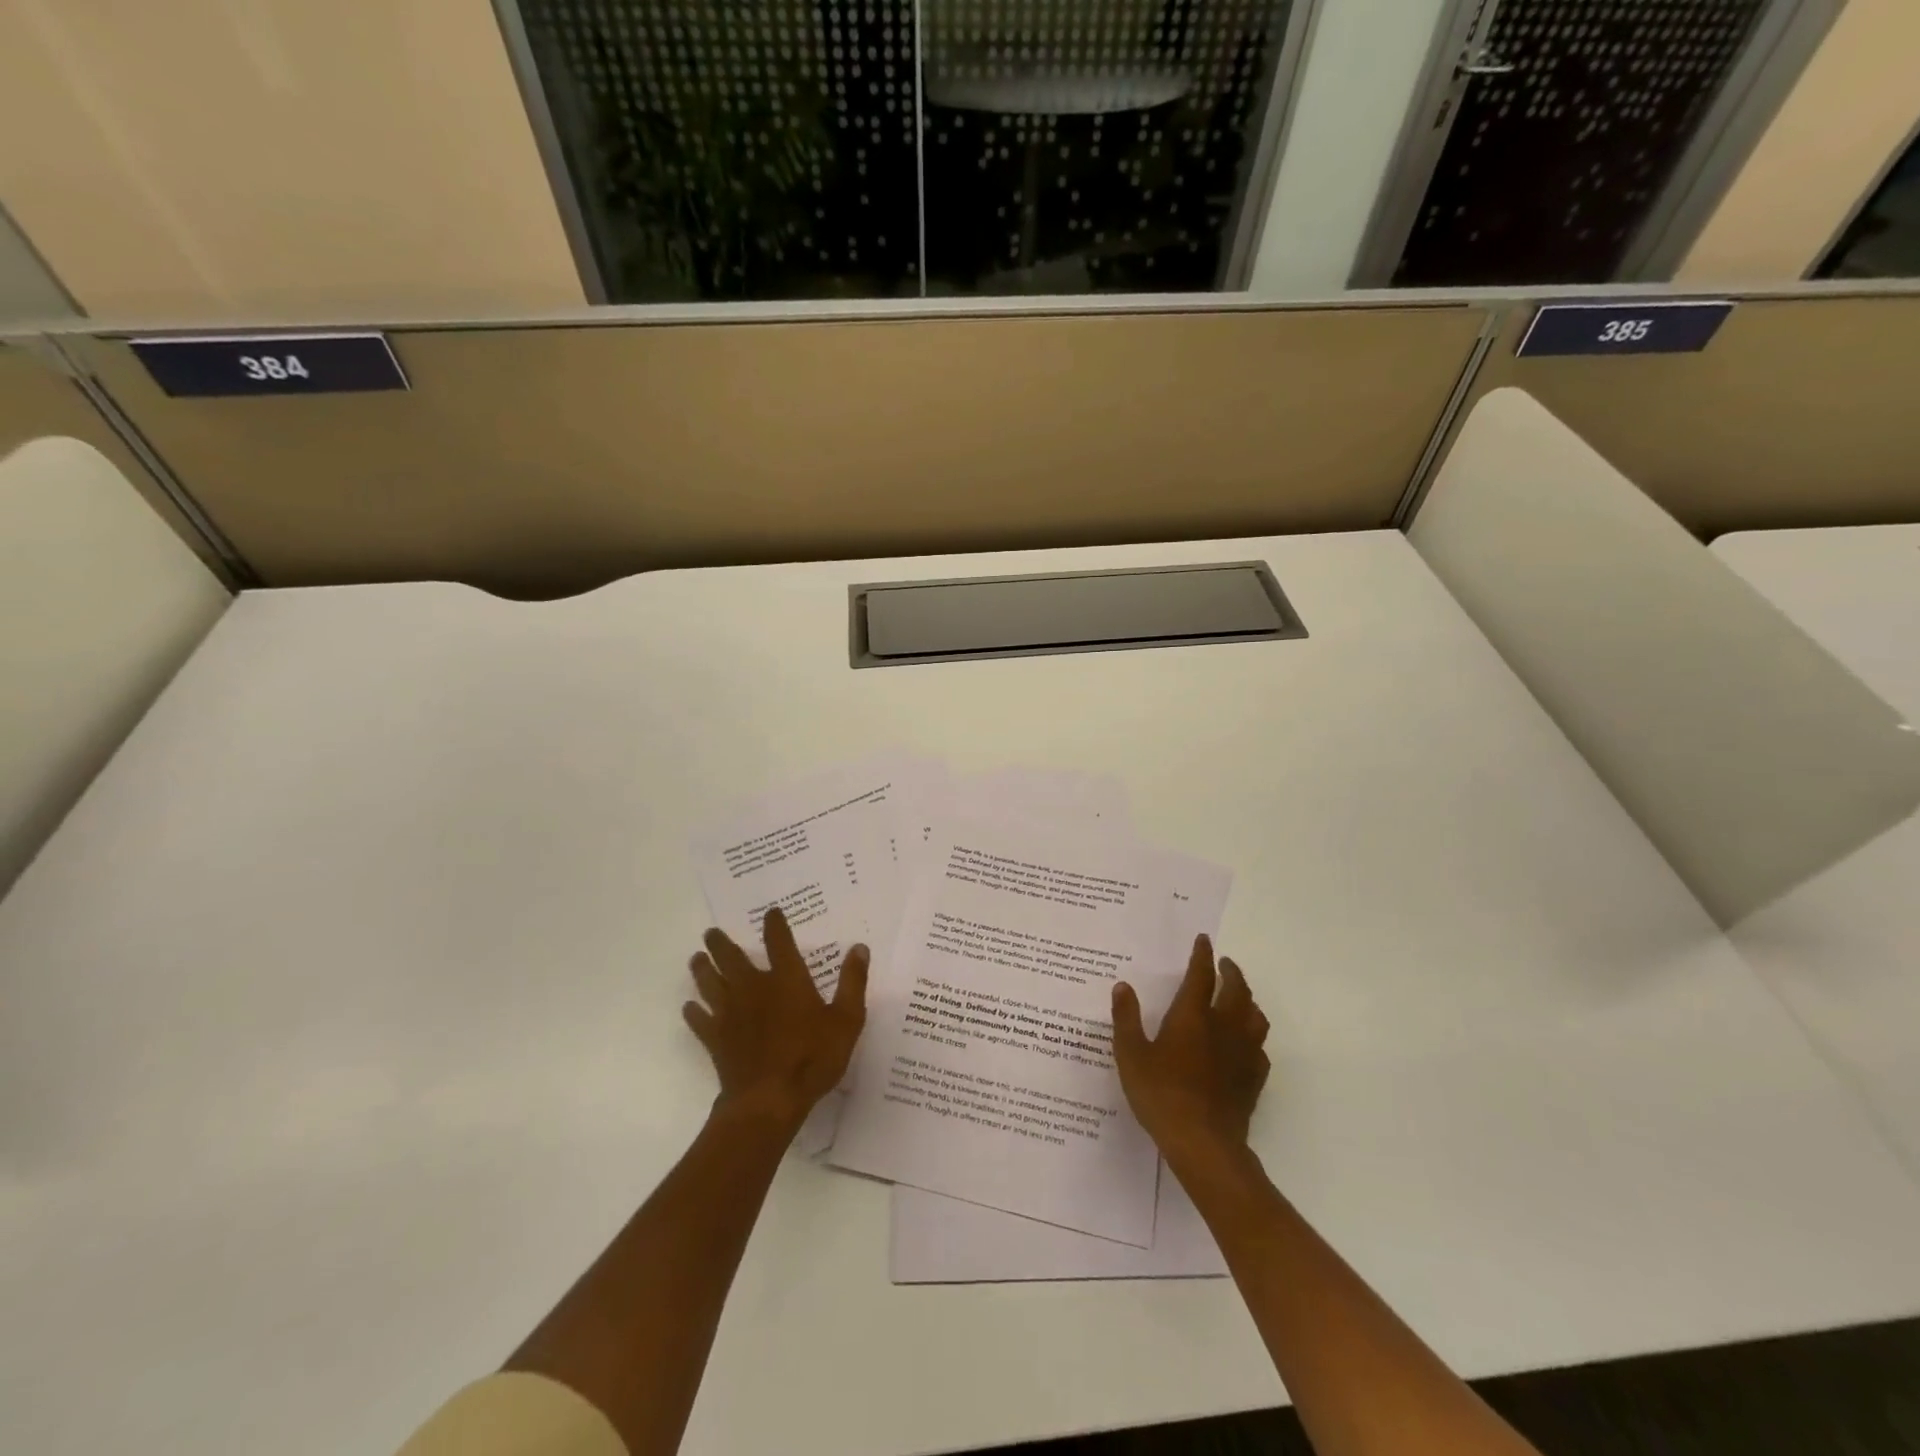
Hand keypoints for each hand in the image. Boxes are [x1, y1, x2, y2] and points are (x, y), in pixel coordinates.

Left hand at [684, 908, 868, 1131]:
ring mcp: (731, 1014)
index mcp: (787, 980)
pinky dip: (694, 1012)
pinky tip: (689, 1008)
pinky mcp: (717, 1040)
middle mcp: (754, 989)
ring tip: (695, 958)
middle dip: (721, 943)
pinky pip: (701, 1021)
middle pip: (732, 958)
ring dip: (702, 969)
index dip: (775, 925)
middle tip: (711, 932)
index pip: (779, 942)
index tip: (771, 913)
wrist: (769, 1101)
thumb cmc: (813, 1058)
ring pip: (710, 984)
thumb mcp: (847, 1020)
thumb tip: (859, 948)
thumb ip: (852, 982)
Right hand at [1112, 934, 1270, 1165]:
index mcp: (1193, 1016)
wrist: (1204, 1143)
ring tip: (1240, 997)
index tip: (1204, 940)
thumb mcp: (1131, 1055)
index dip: (1202, 955)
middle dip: (1231, 972)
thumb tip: (1123, 986)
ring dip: (1248, 1000)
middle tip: (1225, 964)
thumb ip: (1126, 1019)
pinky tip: (1245, 1044)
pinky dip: (1253, 1036)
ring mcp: (1243, 1053)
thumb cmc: (1162, 1094)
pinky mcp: (1254, 1078)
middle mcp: (1223, 1026)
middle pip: (1236, 990)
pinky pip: (1260, 1048)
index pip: (1201, 975)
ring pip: (1255, 1015)